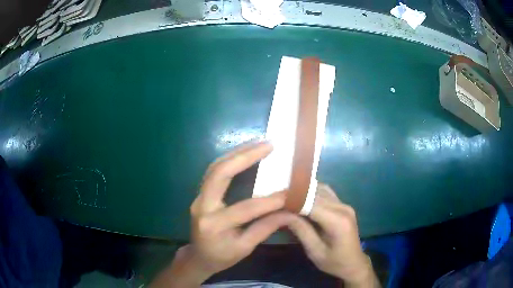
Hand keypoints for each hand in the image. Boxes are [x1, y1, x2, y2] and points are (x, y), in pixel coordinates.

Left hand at [151, 142, 290, 287]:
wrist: (198, 256)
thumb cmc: (221, 256)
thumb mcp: (244, 248)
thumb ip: (265, 228)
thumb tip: (289, 211)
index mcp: (214, 225)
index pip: (245, 208)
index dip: (270, 201)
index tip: (290, 191)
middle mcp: (202, 206)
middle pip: (219, 173)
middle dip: (245, 156)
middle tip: (269, 145)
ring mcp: (199, 196)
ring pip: (215, 167)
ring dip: (237, 152)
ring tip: (259, 143)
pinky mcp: (201, 192)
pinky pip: (214, 170)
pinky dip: (230, 159)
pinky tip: (245, 153)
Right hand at [286, 184, 379, 287]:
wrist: (354, 263)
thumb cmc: (334, 262)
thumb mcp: (315, 251)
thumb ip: (301, 230)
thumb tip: (283, 213)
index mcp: (337, 221)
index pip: (311, 203)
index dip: (292, 200)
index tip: (274, 201)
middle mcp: (343, 207)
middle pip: (315, 194)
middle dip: (295, 195)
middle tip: (276, 199)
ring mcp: (345, 204)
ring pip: (320, 189)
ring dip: (303, 192)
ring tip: (286, 198)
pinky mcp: (343, 205)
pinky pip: (325, 193)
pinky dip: (312, 193)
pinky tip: (301, 198)